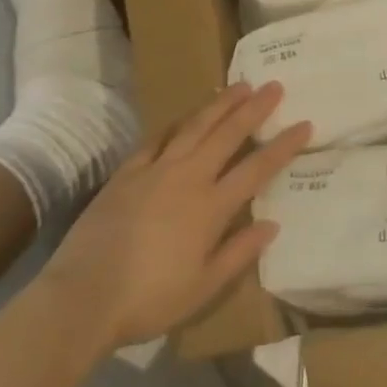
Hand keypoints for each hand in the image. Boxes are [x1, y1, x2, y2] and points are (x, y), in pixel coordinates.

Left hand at [43, 82, 310, 348]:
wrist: (82, 297)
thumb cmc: (150, 299)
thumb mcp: (204, 287)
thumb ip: (239, 252)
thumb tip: (272, 224)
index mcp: (210, 207)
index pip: (256, 169)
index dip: (283, 146)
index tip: (304, 124)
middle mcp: (187, 178)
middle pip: (227, 135)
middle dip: (254, 109)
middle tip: (274, 86)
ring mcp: (155, 171)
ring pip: (194, 127)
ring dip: (219, 105)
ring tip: (238, 86)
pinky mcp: (127, 174)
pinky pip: (156, 140)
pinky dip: (175, 126)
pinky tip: (184, 118)